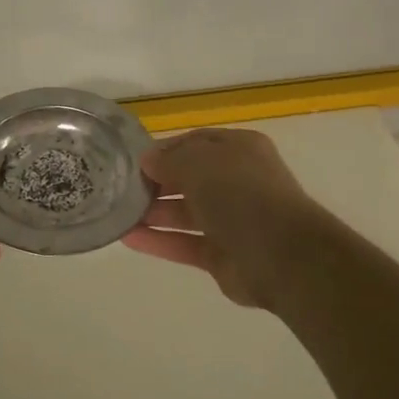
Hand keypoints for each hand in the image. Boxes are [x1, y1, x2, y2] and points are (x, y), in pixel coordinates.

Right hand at [120, 128, 323, 307]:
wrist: (281, 255)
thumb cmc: (241, 195)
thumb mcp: (200, 164)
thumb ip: (170, 160)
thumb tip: (148, 160)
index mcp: (240, 151)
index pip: (196, 143)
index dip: (165, 150)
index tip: (133, 161)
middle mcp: (237, 182)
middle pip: (189, 178)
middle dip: (156, 182)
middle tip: (120, 188)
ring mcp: (231, 221)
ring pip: (185, 213)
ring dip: (153, 212)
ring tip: (117, 213)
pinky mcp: (222, 255)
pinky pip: (184, 243)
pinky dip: (159, 240)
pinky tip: (128, 238)